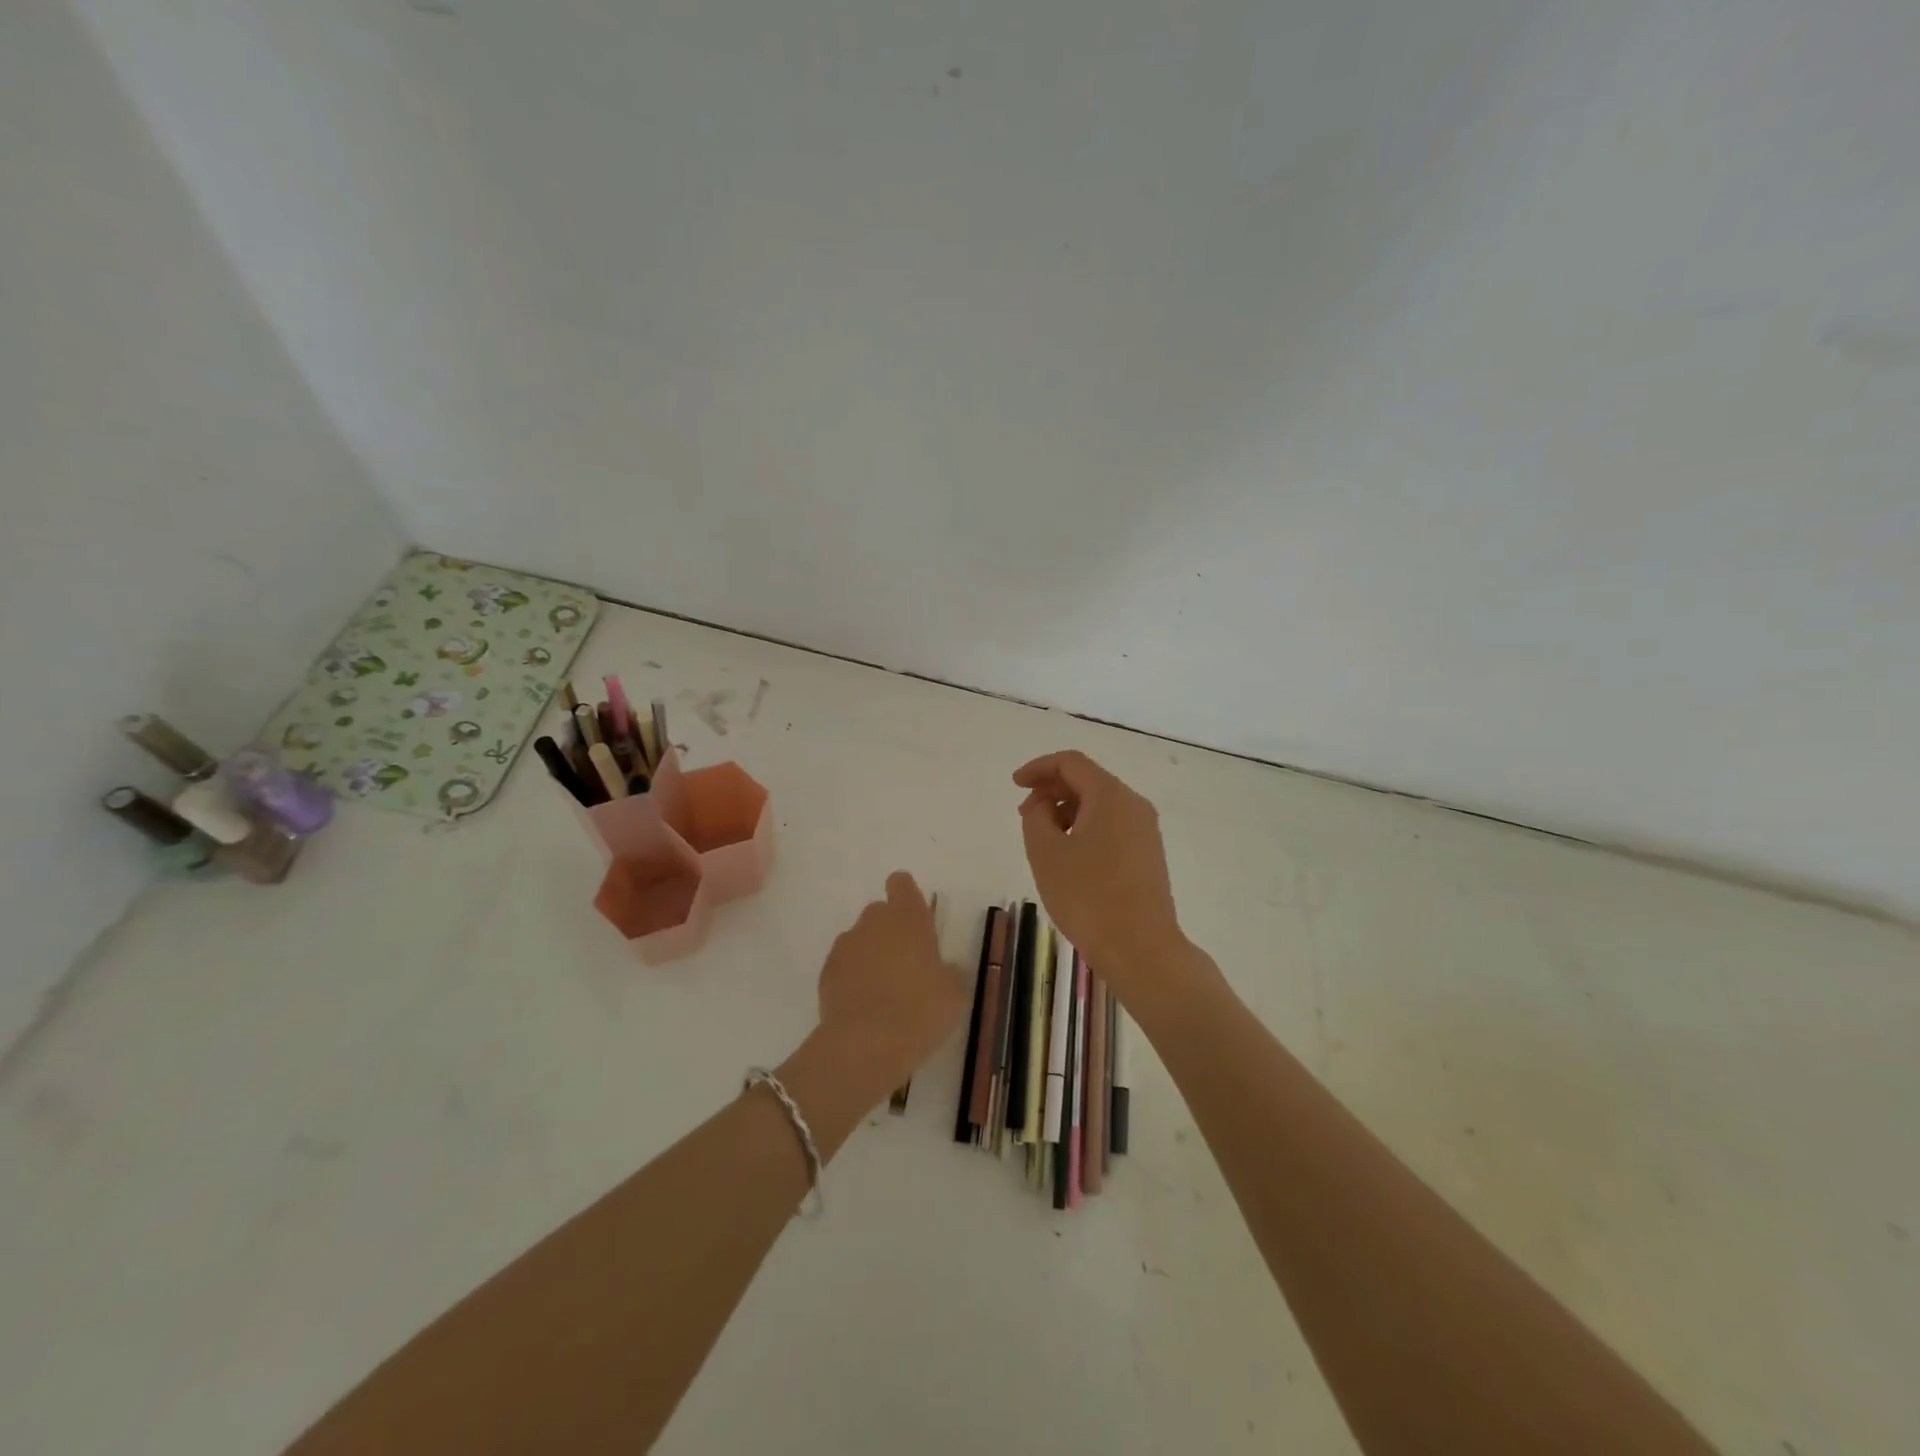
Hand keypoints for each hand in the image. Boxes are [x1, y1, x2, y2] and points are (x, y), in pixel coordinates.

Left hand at [815, 872, 969, 1105]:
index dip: (907, 896)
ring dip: (871, 955)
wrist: (865, 1045)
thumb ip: (949, 972)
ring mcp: (845, 945)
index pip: (901, 883)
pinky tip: (864, 1006)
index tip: (916, 921)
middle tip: (907, 966)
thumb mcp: (954, 993)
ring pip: (861, 940)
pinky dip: (853, 978)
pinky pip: (844, 966)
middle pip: (880, 912)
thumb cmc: (920, 1010)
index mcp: (908, 917)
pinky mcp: (826, 972)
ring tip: (884, 992)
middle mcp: (873, 922)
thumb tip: (944, 969)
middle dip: (891, 931)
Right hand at [1014, 750, 1185, 999]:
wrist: (1141, 949)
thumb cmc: (1087, 896)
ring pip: (1100, 805)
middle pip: (1088, 781)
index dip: (1038, 768)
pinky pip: (1112, 826)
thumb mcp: (1046, 852)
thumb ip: (1036, 815)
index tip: (1015, 785)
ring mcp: (1146, 831)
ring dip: (1067, 811)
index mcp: (1110, 795)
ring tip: (1043, 840)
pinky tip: (1069, 856)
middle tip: (1024, 815)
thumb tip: (1044, 804)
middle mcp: (1134, 805)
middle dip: (1051, 790)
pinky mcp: (1148, 855)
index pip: (1071, 763)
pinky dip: (1085, 828)